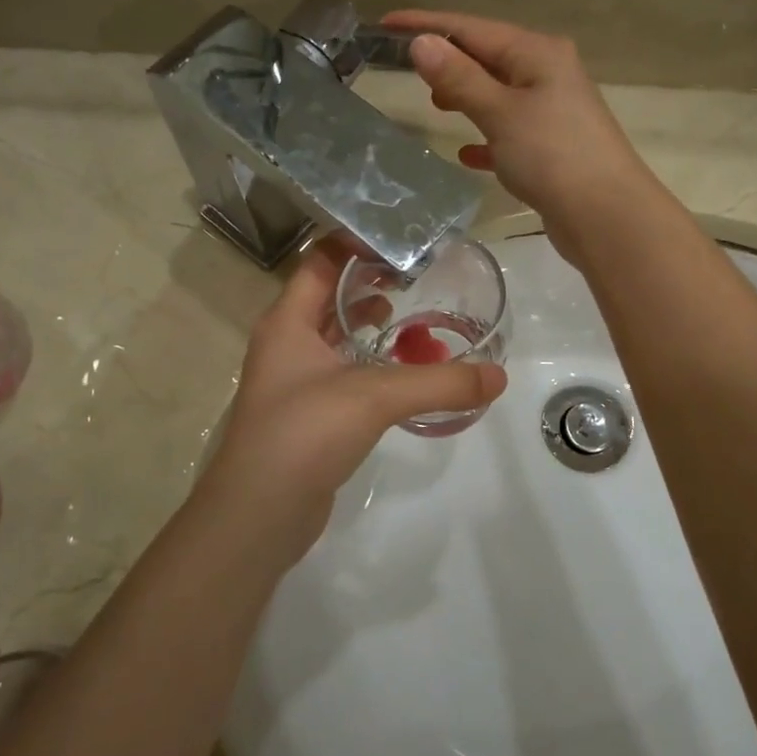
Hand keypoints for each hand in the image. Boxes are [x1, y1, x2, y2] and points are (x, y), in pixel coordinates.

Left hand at [196, 242, 507, 566]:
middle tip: (421, 277)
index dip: (358, 243)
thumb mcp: (374, 397)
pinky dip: (372, 364)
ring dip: (373, 326)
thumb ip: (439, 384)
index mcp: (288, 321)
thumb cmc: (304, 434)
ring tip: (417, 320)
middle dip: (373, 283)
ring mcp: (294, 381)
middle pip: (330, 296)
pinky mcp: (308, 414)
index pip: (320, 260)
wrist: (258, 515)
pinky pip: (343, 373)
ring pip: (337, 337)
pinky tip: (404, 374)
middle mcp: (286, 343)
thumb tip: (498, 376)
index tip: (405, 240)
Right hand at [386, 9, 661, 265]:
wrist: (606, 215)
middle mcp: (548, 74)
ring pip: (499, 94)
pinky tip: (467, 154)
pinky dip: (487, 137)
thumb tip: (422, 42)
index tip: (386, 24)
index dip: (427, 25)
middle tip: (409, 72)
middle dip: (449, 61)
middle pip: (488, 57)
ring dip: (467, 96)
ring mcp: (554, 111)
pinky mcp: (553, 147)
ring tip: (435, 106)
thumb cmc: (552, 155)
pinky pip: (510, 132)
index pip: (472, 28)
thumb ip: (459, 78)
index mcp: (537, 53)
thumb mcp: (500, 112)